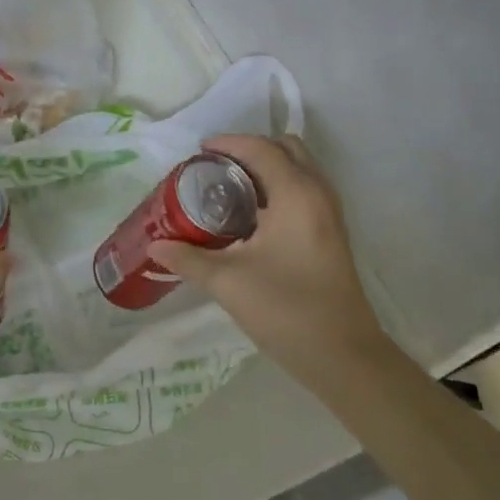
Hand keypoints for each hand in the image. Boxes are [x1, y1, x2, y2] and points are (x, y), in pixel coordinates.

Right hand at [148, 135, 389, 387]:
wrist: (343, 356)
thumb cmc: (286, 310)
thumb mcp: (228, 282)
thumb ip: (188, 259)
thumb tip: (156, 246)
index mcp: (295, 195)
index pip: (261, 149)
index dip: (229, 143)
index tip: (198, 152)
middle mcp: (318, 194)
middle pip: (287, 148)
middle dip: (252, 149)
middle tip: (217, 168)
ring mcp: (330, 214)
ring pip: (300, 169)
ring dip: (268, 168)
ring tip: (230, 189)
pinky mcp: (332, 234)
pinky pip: (305, 190)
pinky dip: (280, 187)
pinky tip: (252, 217)